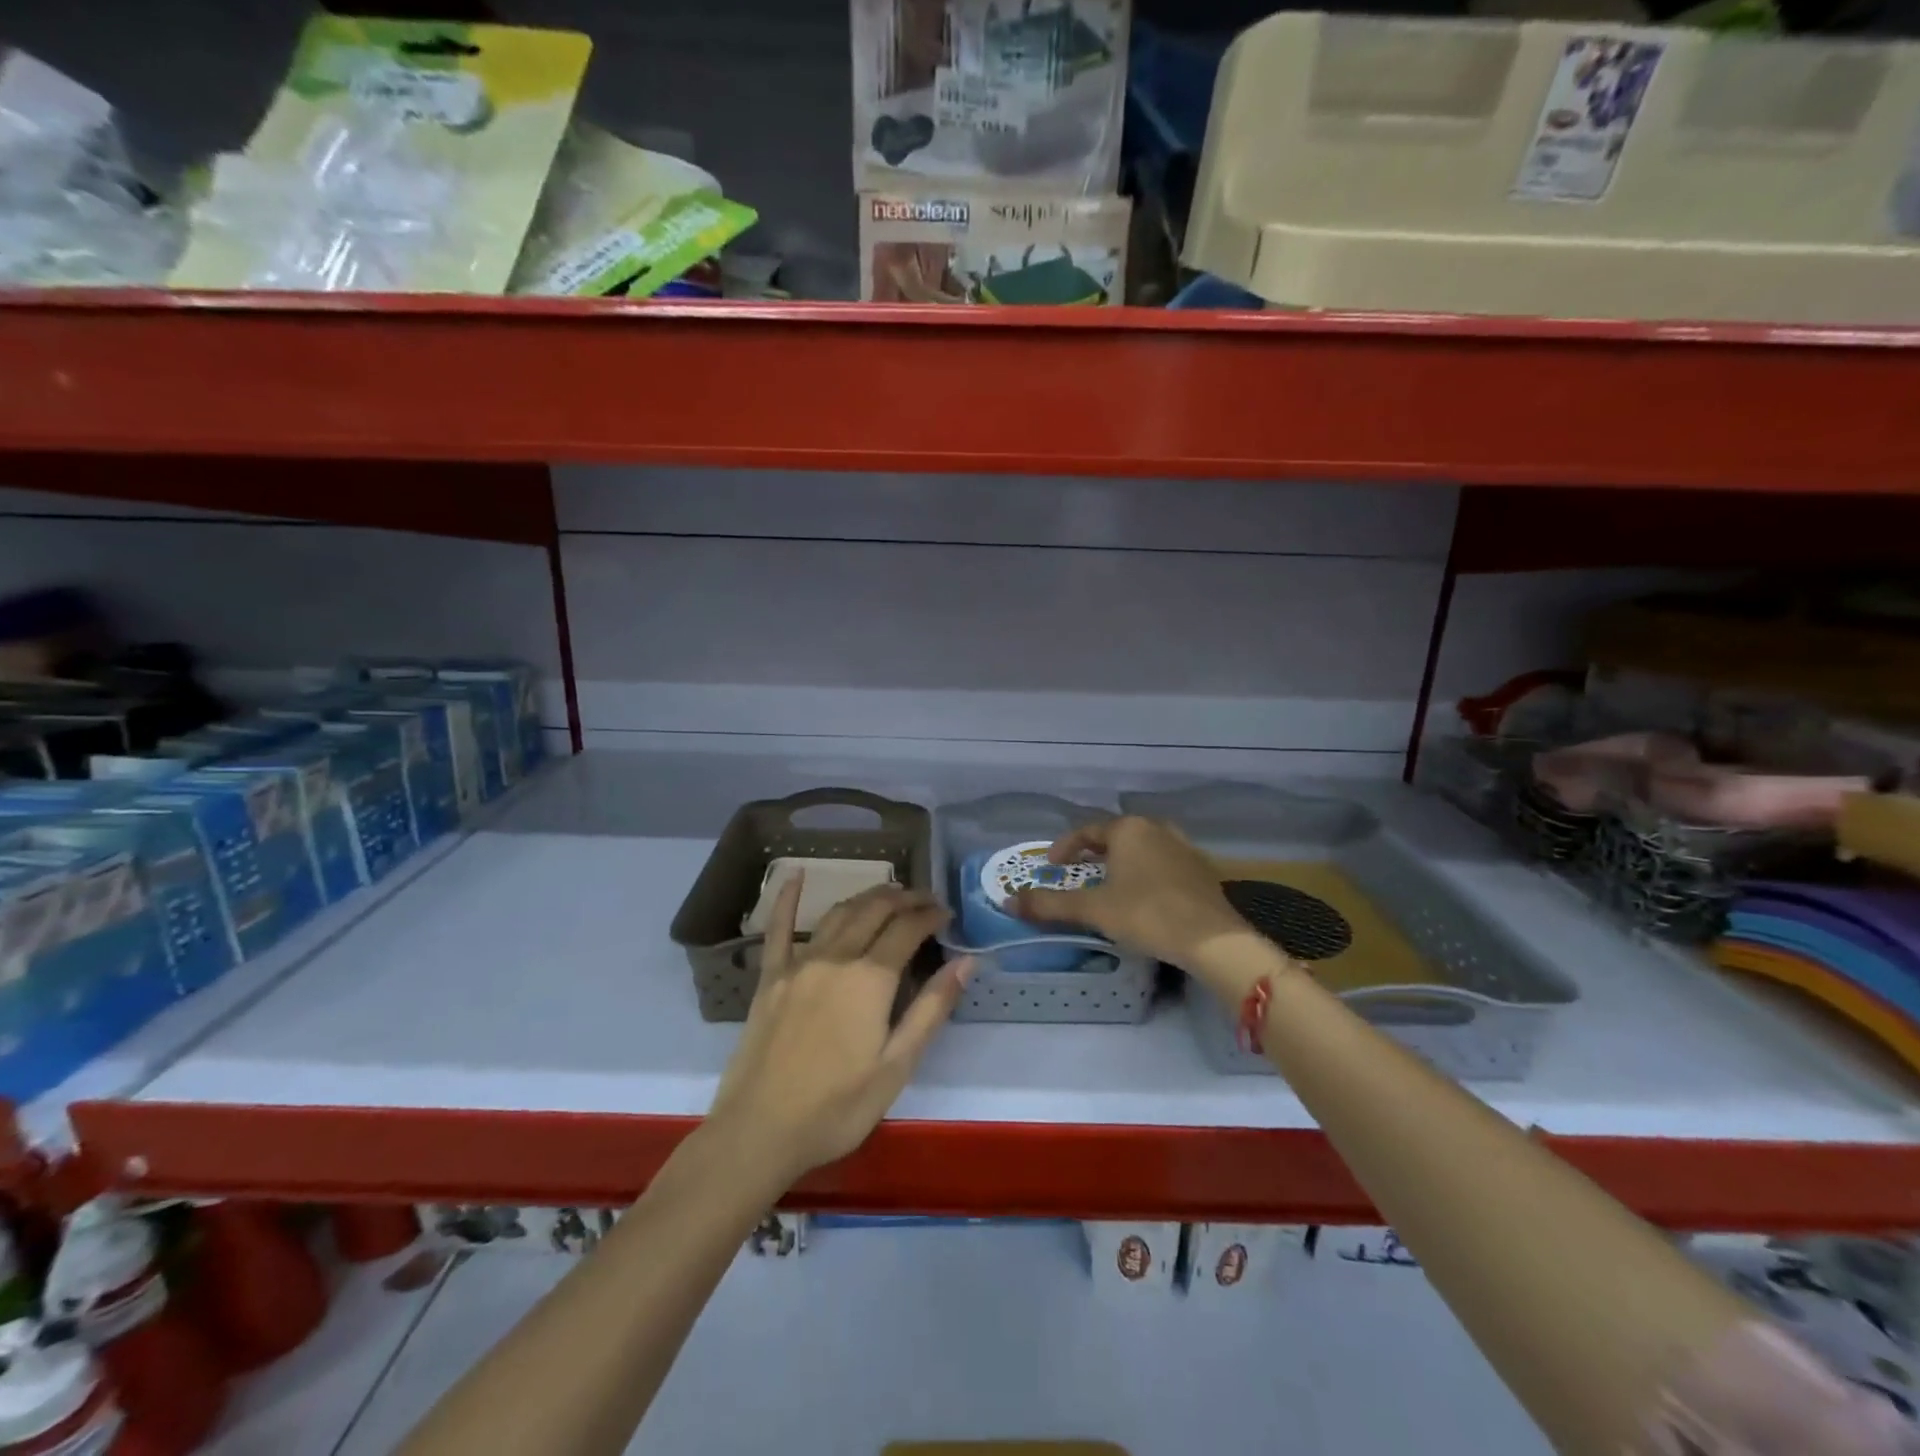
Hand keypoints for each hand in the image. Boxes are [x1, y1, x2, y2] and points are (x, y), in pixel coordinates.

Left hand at [708, 879, 972, 1186]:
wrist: (759, 1131)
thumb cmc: (837, 1107)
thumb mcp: (897, 1066)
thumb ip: (932, 1008)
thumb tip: (967, 962)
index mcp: (870, 978)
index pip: (908, 928)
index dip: (931, 915)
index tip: (947, 914)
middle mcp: (836, 957)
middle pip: (875, 910)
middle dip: (904, 898)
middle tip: (925, 899)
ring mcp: (798, 963)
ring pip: (839, 913)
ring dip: (867, 897)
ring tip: (889, 894)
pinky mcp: (770, 977)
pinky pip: (778, 927)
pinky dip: (787, 897)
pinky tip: (795, 874)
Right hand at [1008, 816, 1250, 982]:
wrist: (1212, 939)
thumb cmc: (1146, 914)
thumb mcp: (1093, 910)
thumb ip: (1050, 904)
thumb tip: (1009, 901)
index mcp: (1128, 829)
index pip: (1086, 831)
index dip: (1064, 847)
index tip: (1051, 867)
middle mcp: (1157, 829)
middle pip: (1116, 837)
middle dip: (1094, 854)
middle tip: (1078, 874)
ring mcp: (1183, 848)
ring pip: (1142, 850)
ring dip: (1122, 864)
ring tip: (1110, 886)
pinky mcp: (1202, 872)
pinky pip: (1163, 866)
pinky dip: (1146, 876)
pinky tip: (1144, 899)